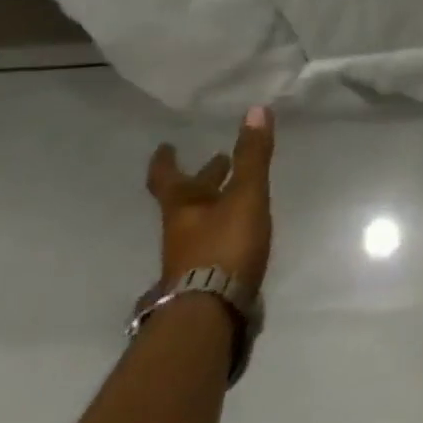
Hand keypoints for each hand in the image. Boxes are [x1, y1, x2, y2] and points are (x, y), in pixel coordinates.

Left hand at [146, 106, 275, 291]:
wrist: (211, 312)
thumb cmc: (224, 246)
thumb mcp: (245, 195)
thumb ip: (252, 156)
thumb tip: (257, 109)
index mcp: (182, 207)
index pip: (166, 177)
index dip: (166, 160)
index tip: (166, 146)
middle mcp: (180, 229)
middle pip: (187, 199)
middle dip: (203, 179)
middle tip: (218, 161)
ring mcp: (190, 256)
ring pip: (200, 220)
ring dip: (215, 203)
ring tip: (235, 192)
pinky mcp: (206, 277)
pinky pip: (213, 241)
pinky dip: (224, 227)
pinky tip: (241, 229)